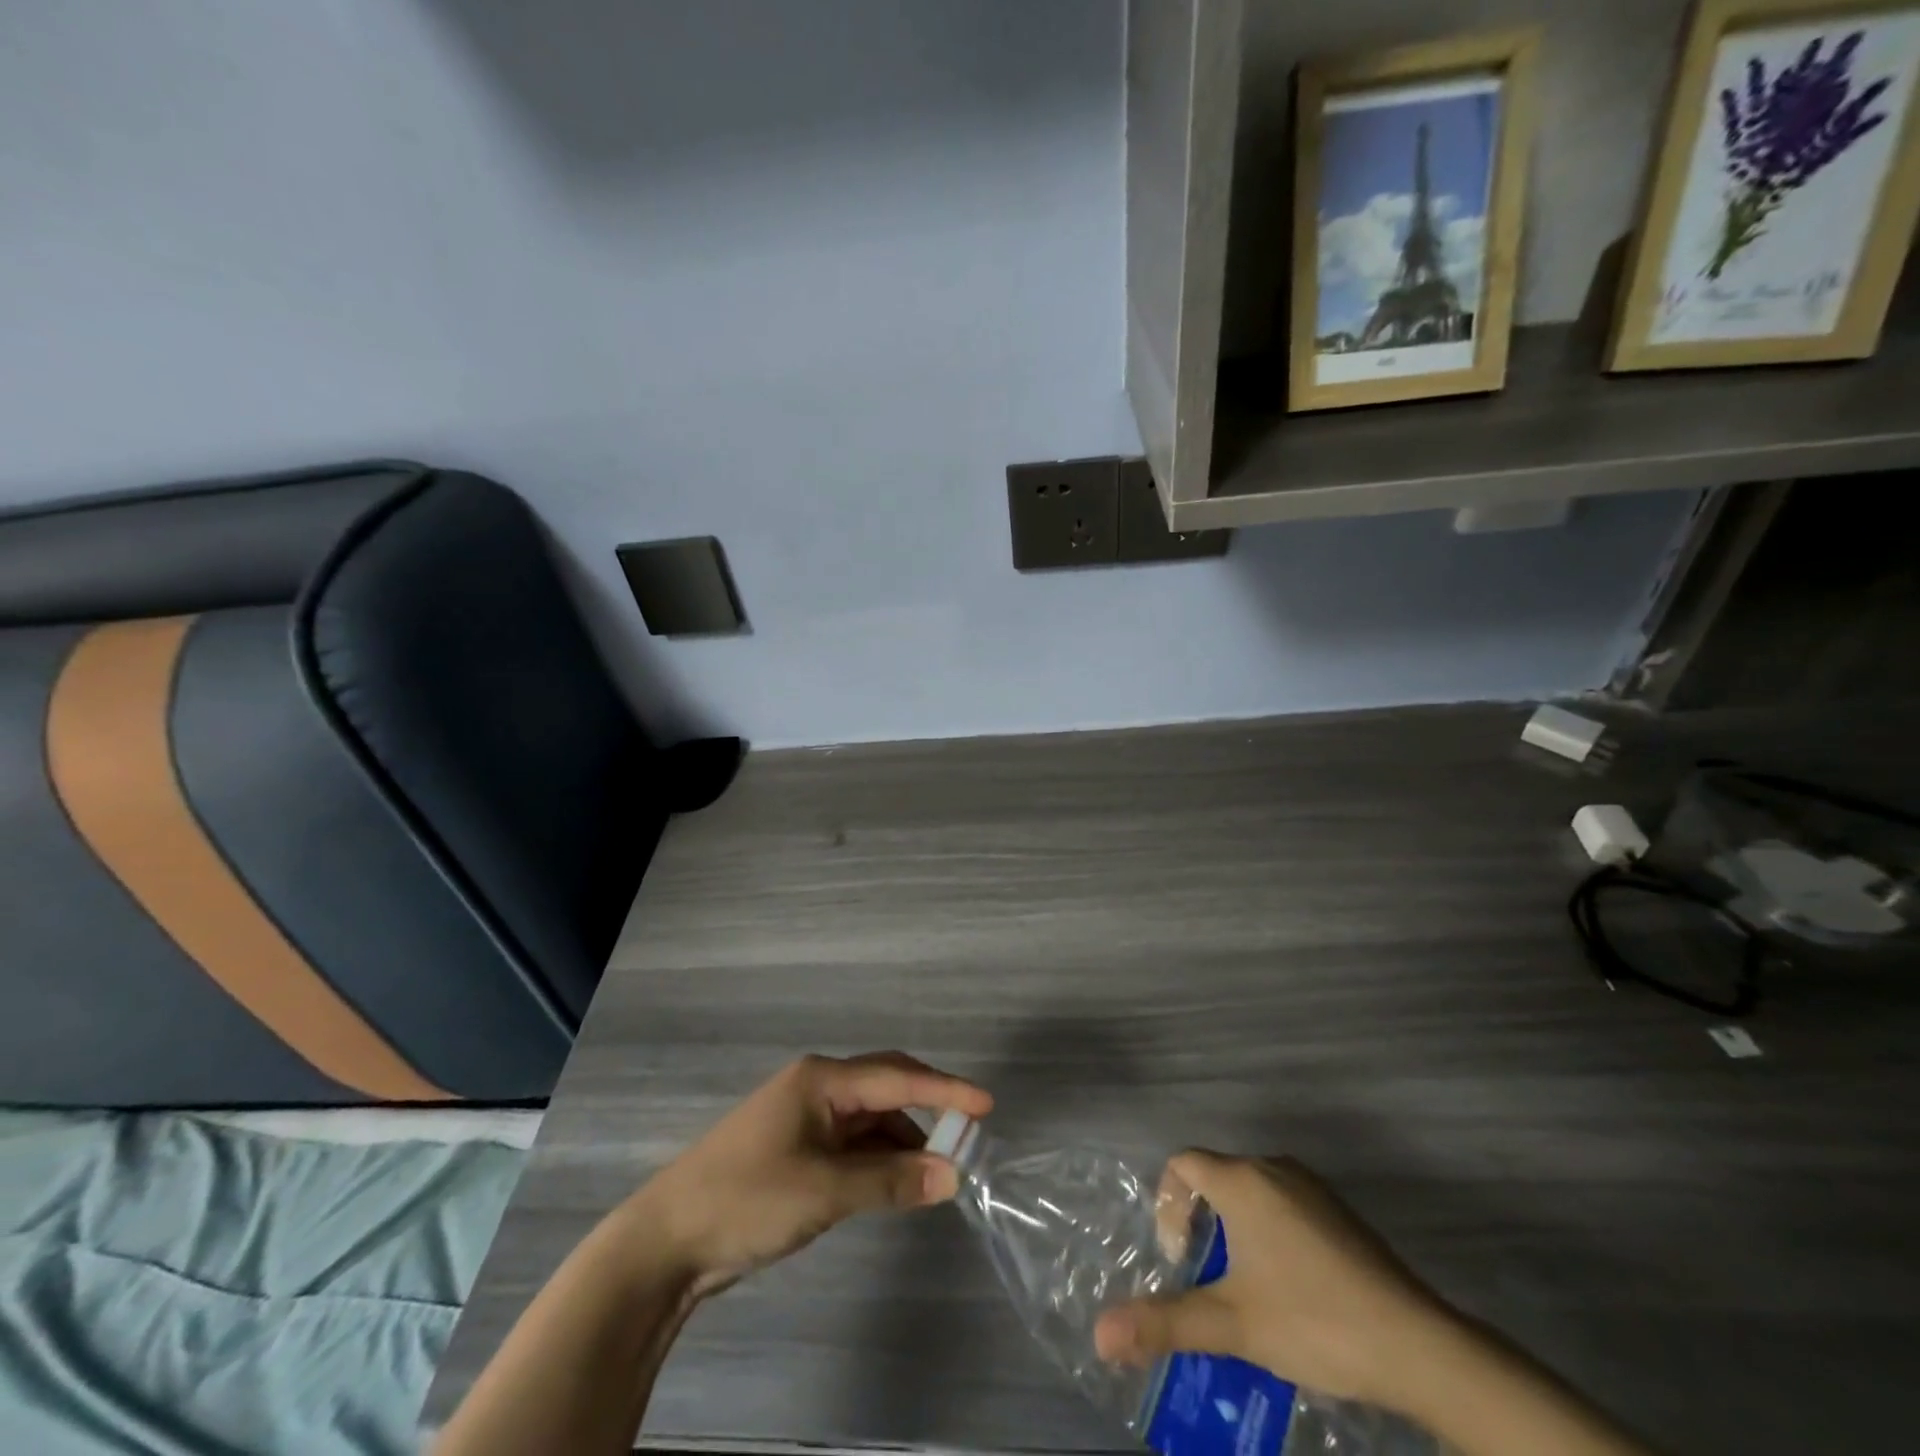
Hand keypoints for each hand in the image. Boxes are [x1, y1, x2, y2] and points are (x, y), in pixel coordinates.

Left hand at [632, 1052, 992, 1297]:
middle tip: (968, 1131)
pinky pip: (852, 1144)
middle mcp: (817, 1088)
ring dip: (902, 1140)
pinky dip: (878, 1160)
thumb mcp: (826, 1192)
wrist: (666, 1241)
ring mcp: (805, 1118)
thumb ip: (892, 1181)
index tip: (987, 1104)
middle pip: (885, 1088)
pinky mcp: (797, 1150)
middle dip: (927, 1106)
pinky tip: (896, 1182)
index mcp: (822, 1080)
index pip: (897, 1077)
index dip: (946, 1090)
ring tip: (936, 1170)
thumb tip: (953, 1174)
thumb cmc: (748, 1199)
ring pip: (869, 1120)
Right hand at [1094, 1152, 1452, 1410]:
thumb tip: (1100, 1335)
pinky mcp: (1340, 1212)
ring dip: (1236, 1230)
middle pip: (1217, 1176)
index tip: (1181, 1256)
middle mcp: (1273, 1168)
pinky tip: (1291, 1290)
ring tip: (1245, 1290)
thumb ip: (1165, 1323)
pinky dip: (1270, 1233)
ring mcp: (1312, 1187)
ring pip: (1253, 1192)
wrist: (1418, 1344)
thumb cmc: (1313, 1320)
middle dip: (1201, 1222)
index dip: (1168, 1202)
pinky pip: (1285, 1205)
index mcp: (1242, 1180)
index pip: (1183, 1163)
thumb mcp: (1233, 1325)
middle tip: (1206, 1279)